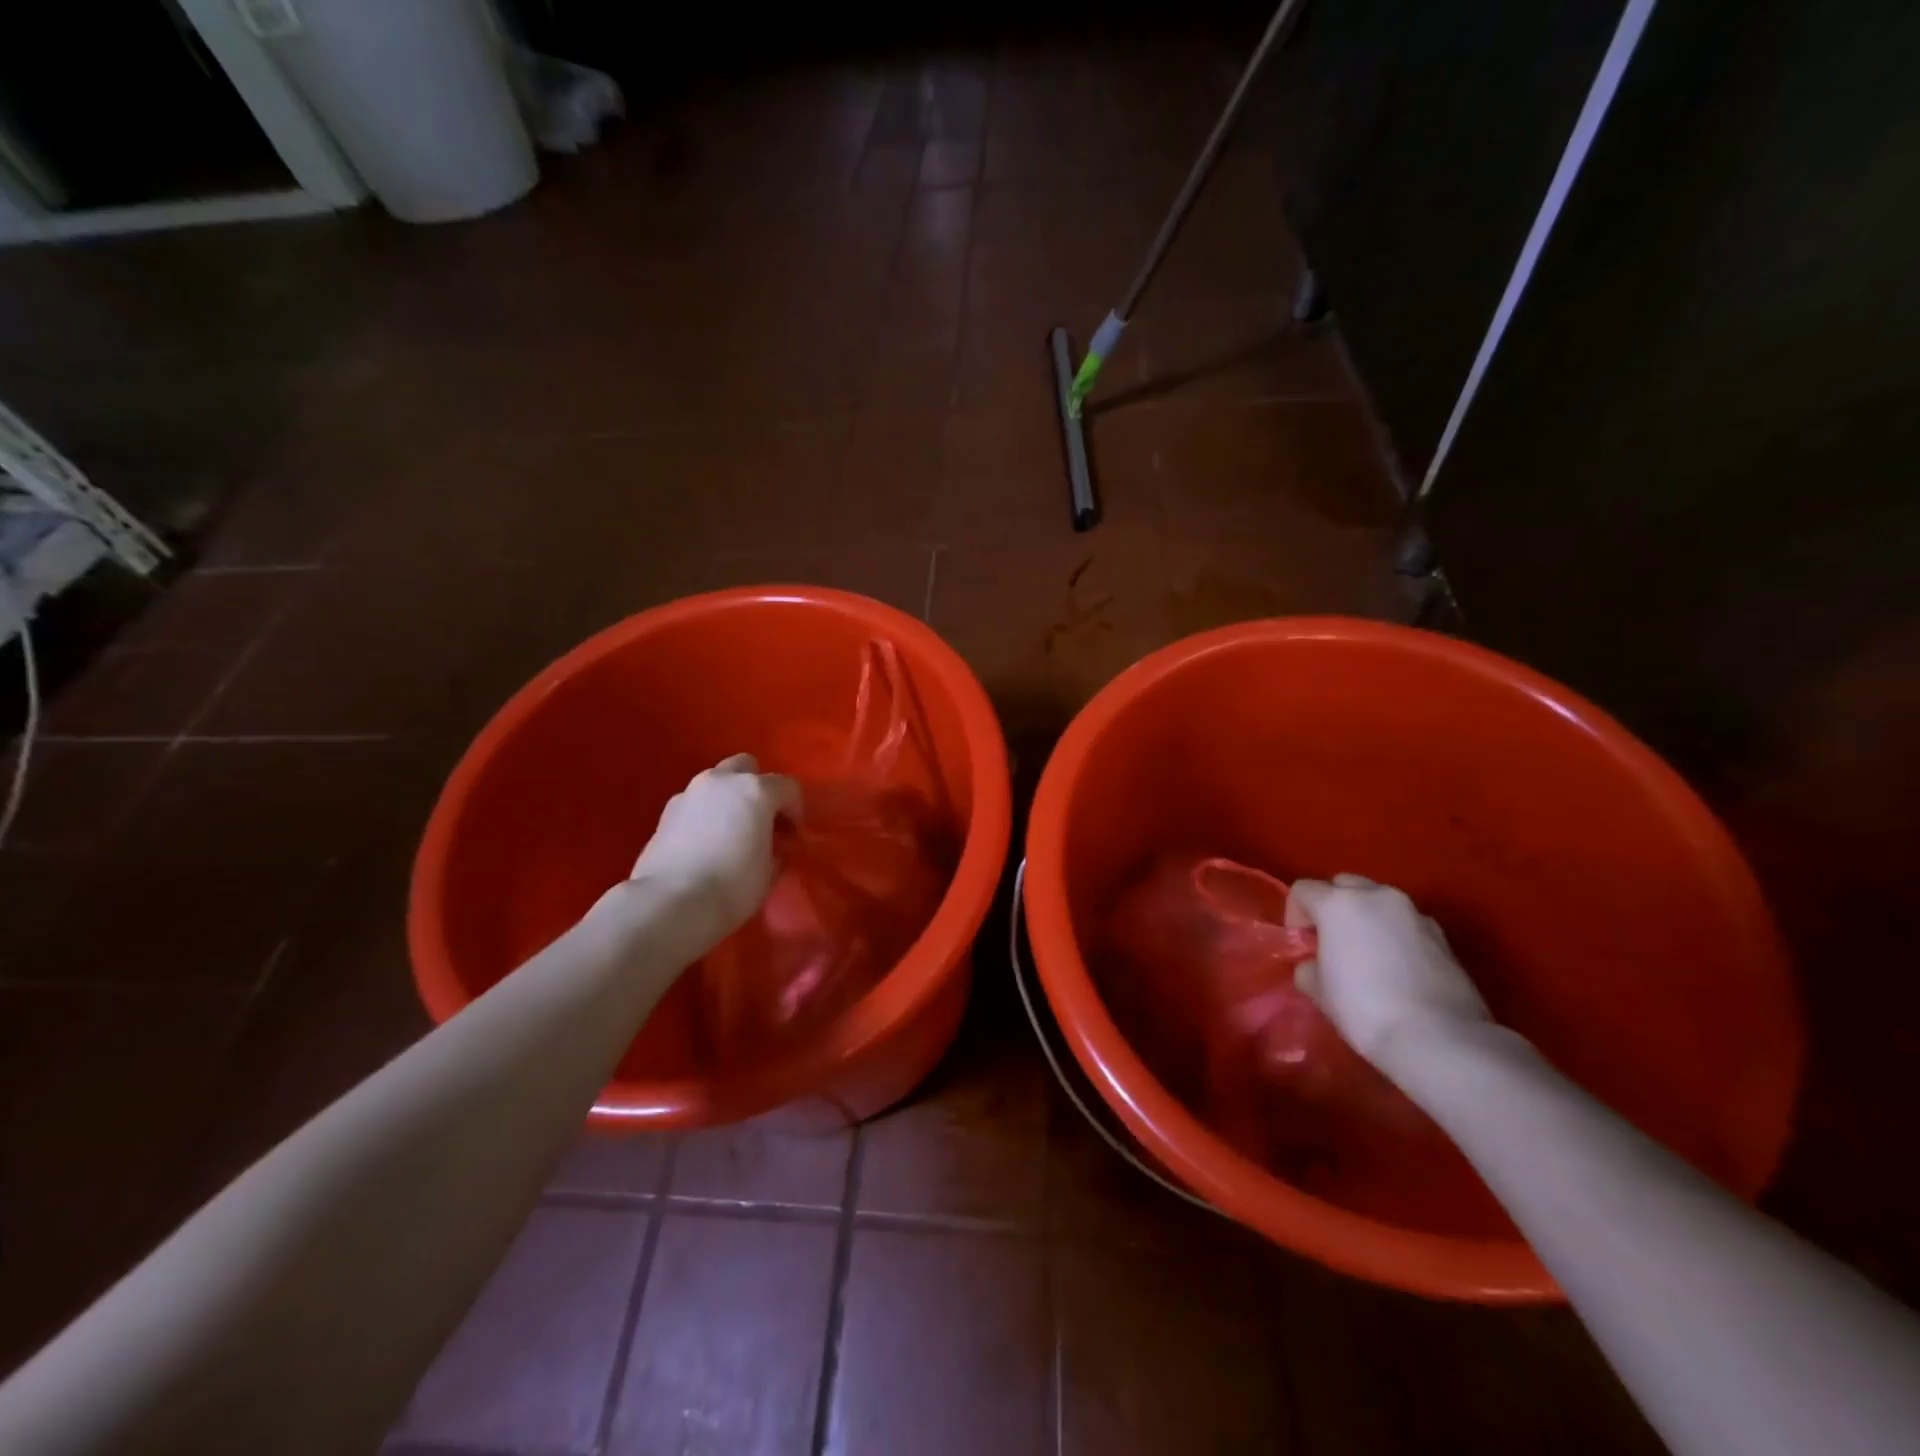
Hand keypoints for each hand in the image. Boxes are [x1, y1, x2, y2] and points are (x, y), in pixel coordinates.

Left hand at [627, 754, 798, 950]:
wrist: (669, 903)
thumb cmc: (732, 886)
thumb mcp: (769, 871)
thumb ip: (775, 848)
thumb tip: (772, 846)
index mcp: (756, 790)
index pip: (788, 787)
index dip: (795, 811)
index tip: (792, 838)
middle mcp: (723, 781)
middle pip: (748, 767)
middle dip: (759, 788)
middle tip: (762, 821)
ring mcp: (691, 792)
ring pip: (718, 781)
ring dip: (730, 798)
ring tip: (732, 831)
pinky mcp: (667, 811)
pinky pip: (696, 801)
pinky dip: (706, 813)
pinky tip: (706, 842)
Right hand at [1285, 874, 1490, 1073]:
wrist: (1439, 1039)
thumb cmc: (1364, 1008)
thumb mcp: (1318, 990)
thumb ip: (1309, 966)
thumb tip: (1315, 965)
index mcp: (1339, 903)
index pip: (1303, 890)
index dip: (1295, 915)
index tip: (1302, 946)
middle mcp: (1377, 896)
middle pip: (1344, 885)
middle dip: (1333, 907)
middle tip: (1332, 943)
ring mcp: (1414, 913)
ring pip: (1379, 902)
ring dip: (1366, 919)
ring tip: (1367, 956)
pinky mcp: (1442, 936)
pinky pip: (1406, 923)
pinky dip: (1395, 935)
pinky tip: (1397, 969)